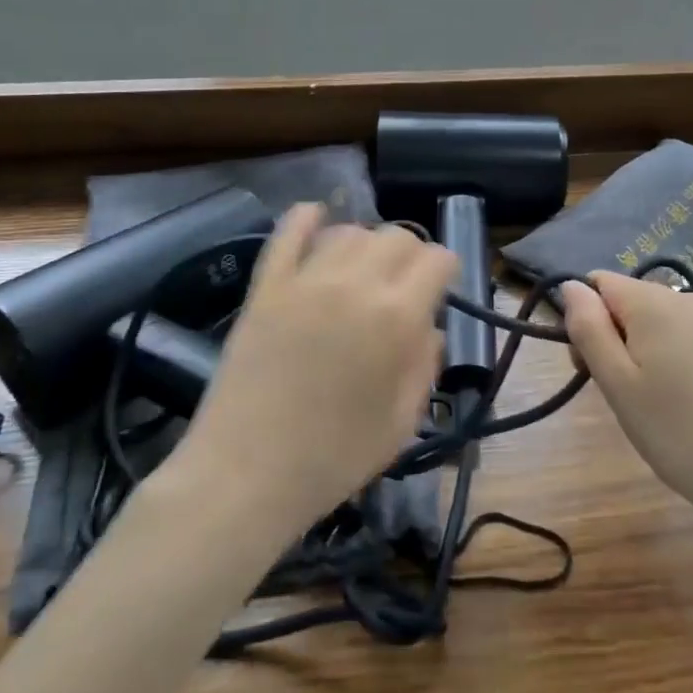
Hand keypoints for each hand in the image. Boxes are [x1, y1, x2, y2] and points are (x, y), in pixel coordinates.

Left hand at [171, 204, 456, 535]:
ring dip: (365, 244)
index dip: (446, 271)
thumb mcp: (403, 422)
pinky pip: (287, 233)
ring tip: (362, 272)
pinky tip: (316, 216)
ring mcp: (305, 280)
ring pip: (348, 231)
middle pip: (396, 236)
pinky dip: (306, 218)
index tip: (441, 291)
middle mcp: (355, 284)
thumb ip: (424, 365)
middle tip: (403, 287)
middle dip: (411, 255)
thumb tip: (426, 327)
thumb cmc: (334, 458)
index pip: (437, 259)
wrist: (246, 476)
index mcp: (397, 318)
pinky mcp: (265, 287)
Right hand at [561, 271, 692, 530]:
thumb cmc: (674, 432)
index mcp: (655, 303)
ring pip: (666, 319)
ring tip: (660, 399)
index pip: (601, 283)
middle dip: (618, 334)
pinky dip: (684, 356)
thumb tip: (571, 285)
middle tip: (624, 391)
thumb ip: (588, 327)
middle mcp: (692, 299)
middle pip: (634, 300)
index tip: (594, 365)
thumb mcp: (616, 383)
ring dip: (651, 346)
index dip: (587, 318)